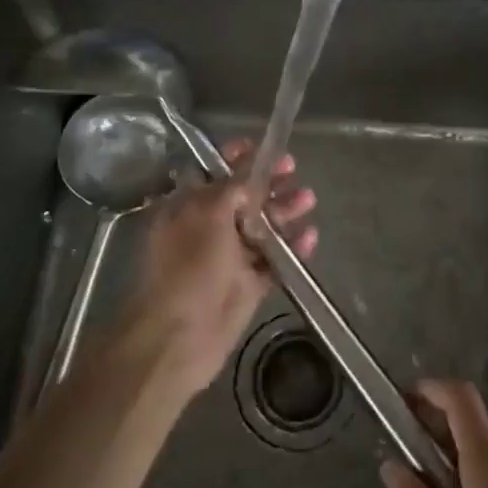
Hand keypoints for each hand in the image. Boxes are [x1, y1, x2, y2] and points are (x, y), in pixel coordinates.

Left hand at [124, 138, 316, 395]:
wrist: (178, 340)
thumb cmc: (188, 268)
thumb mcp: (209, 215)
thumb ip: (233, 189)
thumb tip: (251, 173)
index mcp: (187, 208)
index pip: (214, 172)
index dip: (237, 157)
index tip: (263, 146)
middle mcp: (206, 229)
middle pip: (243, 198)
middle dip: (269, 183)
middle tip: (293, 170)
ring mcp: (227, 259)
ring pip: (261, 228)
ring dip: (284, 212)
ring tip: (309, 200)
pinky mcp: (246, 286)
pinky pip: (273, 262)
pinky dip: (291, 249)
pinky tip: (310, 237)